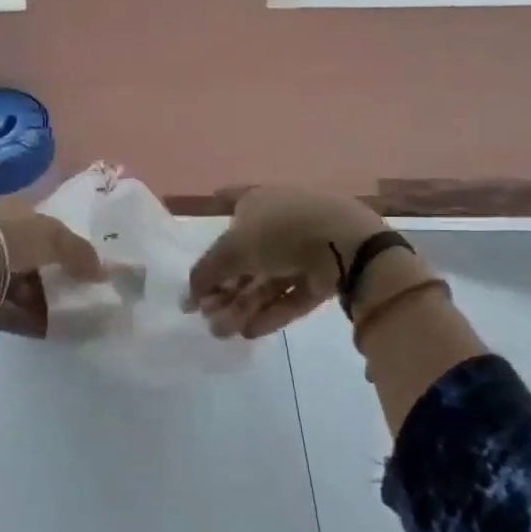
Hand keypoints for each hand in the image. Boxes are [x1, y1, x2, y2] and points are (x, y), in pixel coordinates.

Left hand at [0, 199, 104, 334]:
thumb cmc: (2, 234)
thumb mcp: (50, 235)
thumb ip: (78, 251)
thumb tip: (103, 270)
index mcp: (8, 209)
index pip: (39, 225)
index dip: (62, 242)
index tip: (83, 263)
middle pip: (30, 258)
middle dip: (53, 275)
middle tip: (81, 293)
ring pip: (19, 285)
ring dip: (43, 301)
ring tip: (72, 317)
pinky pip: (6, 309)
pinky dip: (27, 319)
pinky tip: (50, 331)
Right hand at [186, 186, 387, 338]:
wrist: (344, 244)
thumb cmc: (279, 232)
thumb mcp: (231, 251)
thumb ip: (204, 274)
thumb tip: (186, 298)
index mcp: (259, 201)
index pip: (232, 199)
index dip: (219, 202)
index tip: (210, 204)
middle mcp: (281, 222)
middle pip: (246, 256)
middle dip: (224, 286)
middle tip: (206, 314)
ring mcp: (304, 249)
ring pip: (267, 279)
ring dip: (242, 305)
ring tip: (222, 332)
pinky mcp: (323, 276)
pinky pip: (291, 294)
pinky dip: (270, 311)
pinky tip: (249, 332)